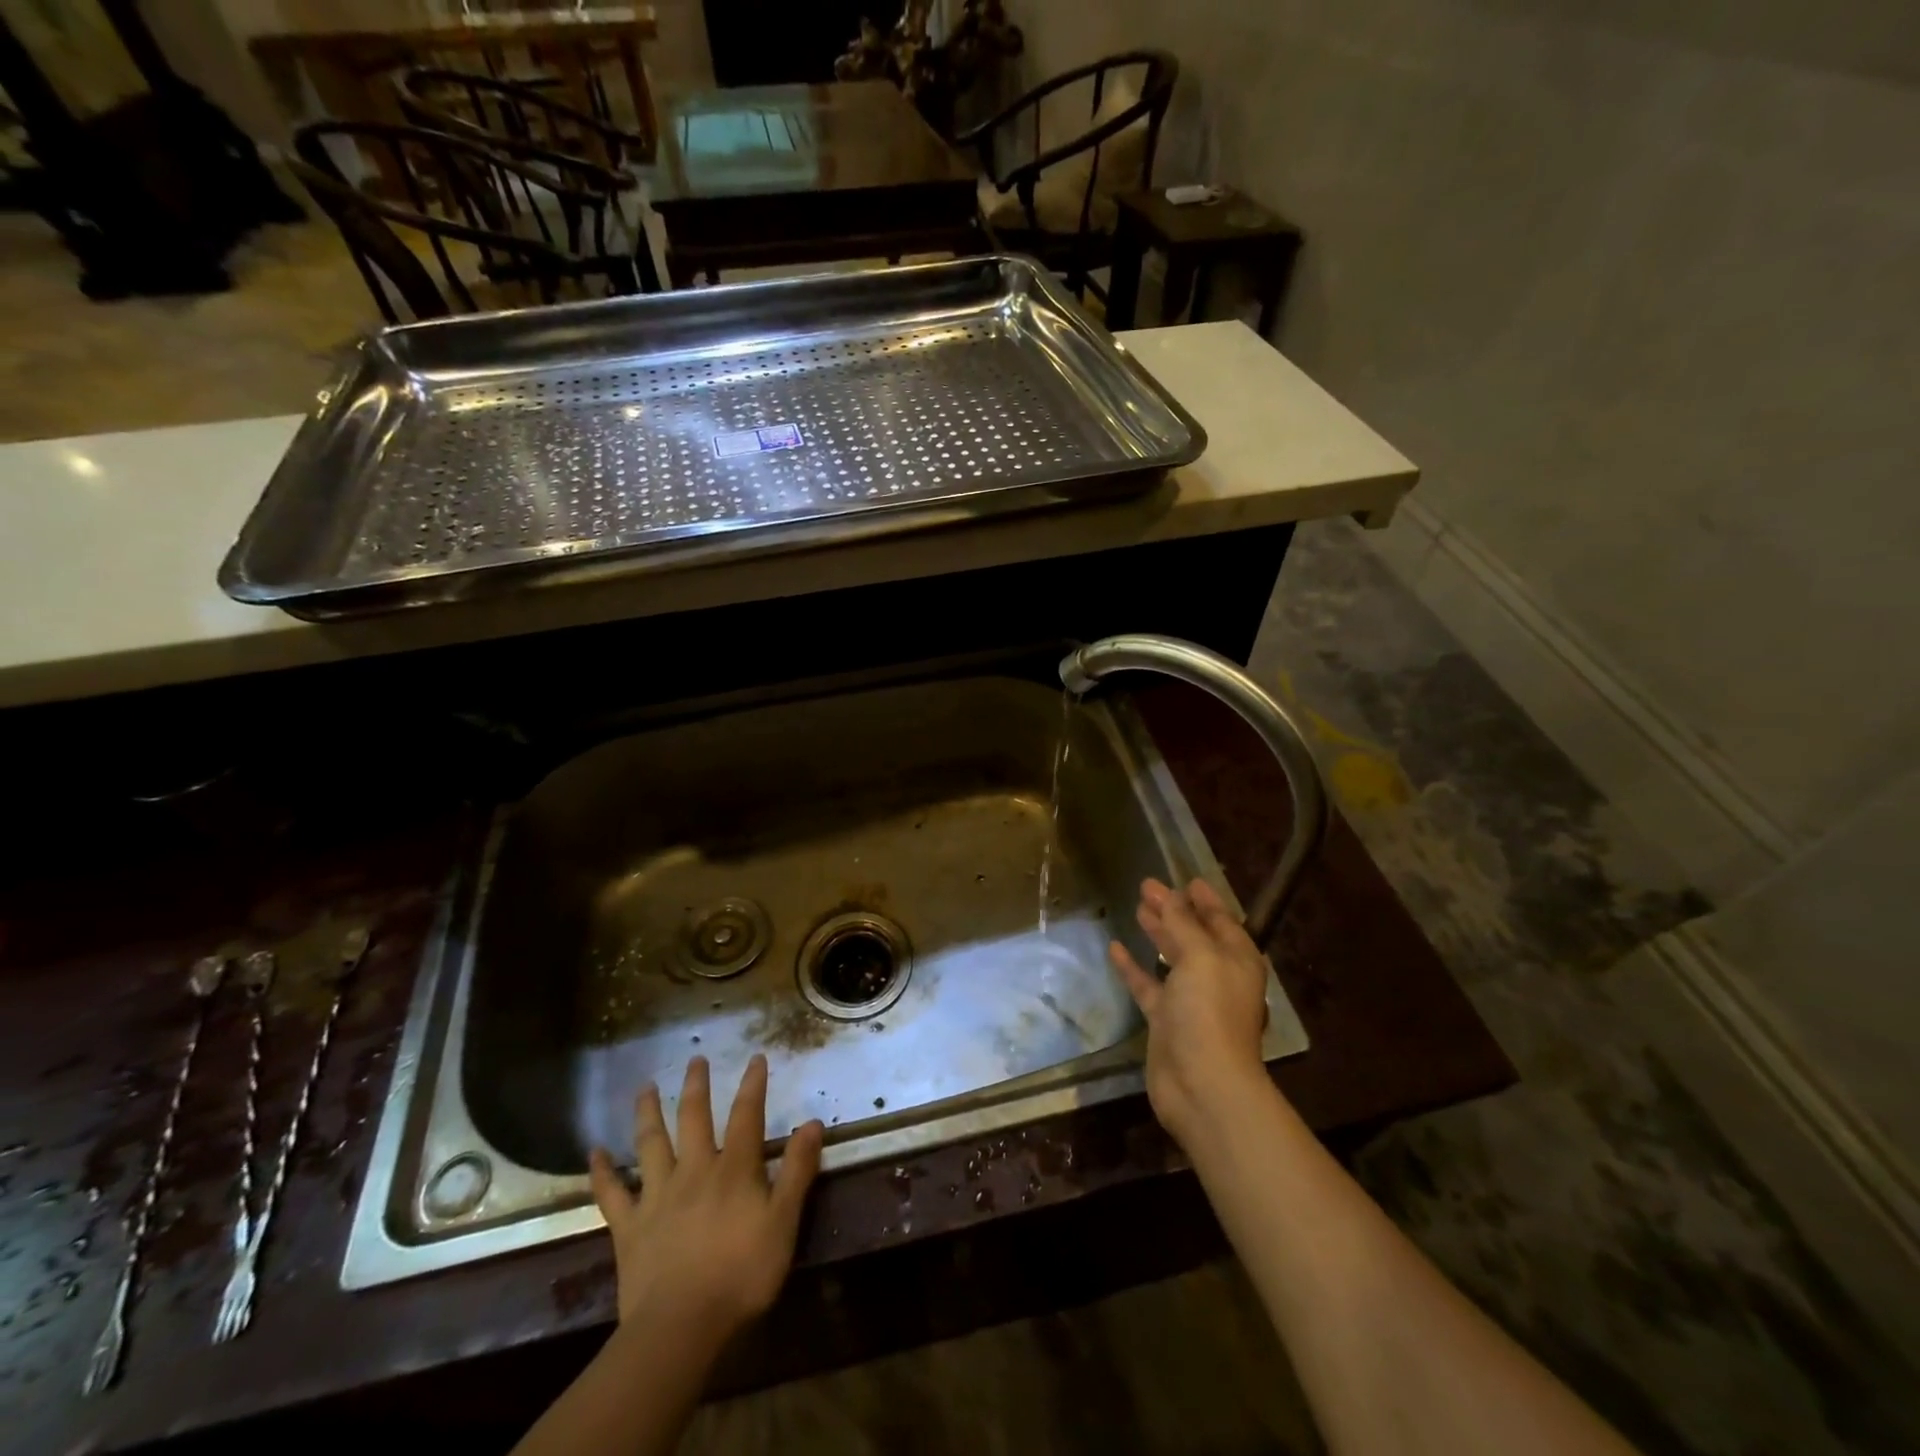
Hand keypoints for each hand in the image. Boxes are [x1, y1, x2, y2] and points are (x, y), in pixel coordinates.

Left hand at [588, 1055, 823, 1342]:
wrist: (680, 1328)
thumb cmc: (741, 1274)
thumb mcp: (784, 1223)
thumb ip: (797, 1171)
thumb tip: (813, 1122)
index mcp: (733, 1169)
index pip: (747, 1115)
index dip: (753, 1085)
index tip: (756, 1058)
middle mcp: (694, 1170)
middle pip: (694, 1118)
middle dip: (697, 1087)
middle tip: (695, 1059)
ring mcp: (657, 1196)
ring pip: (651, 1144)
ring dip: (648, 1113)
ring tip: (644, 1087)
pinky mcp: (629, 1227)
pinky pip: (611, 1193)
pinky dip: (602, 1171)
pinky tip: (594, 1152)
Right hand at [1109, 878, 1273, 1146]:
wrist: (1202, 1085)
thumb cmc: (1209, 1012)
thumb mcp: (1199, 957)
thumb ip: (1182, 924)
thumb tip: (1169, 895)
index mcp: (1236, 959)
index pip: (1221, 920)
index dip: (1205, 900)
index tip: (1187, 879)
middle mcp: (1216, 976)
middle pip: (1194, 935)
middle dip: (1174, 910)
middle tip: (1148, 888)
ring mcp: (1190, 1000)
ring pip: (1172, 957)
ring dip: (1157, 933)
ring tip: (1137, 909)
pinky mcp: (1166, 1021)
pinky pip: (1148, 985)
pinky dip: (1134, 967)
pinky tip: (1115, 948)